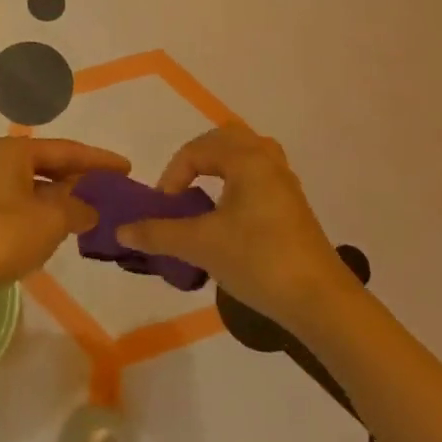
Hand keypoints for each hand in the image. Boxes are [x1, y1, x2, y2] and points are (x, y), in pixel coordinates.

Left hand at [0, 137, 130, 296]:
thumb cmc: (3, 234)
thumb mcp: (51, 219)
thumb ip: (77, 209)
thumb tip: (89, 209)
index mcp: (15, 151)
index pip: (66, 150)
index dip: (98, 159)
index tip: (126, 167)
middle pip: (49, 164)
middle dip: (79, 176)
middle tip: (111, 187)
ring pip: (35, 186)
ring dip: (62, 197)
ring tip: (90, 208)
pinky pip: (23, 204)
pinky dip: (44, 212)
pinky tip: (59, 227)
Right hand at [117, 125, 347, 325]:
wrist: (320, 302)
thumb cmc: (257, 260)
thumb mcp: (200, 245)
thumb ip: (158, 233)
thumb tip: (121, 230)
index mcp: (247, 159)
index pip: (197, 150)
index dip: (173, 175)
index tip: (164, 208)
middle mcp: (268, 161)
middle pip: (226, 139)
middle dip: (197, 158)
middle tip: (181, 187)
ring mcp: (285, 183)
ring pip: (247, 154)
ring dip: (220, 166)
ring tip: (204, 193)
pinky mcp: (294, 206)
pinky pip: (260, 175)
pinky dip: (238, 181)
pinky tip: (229, 214)